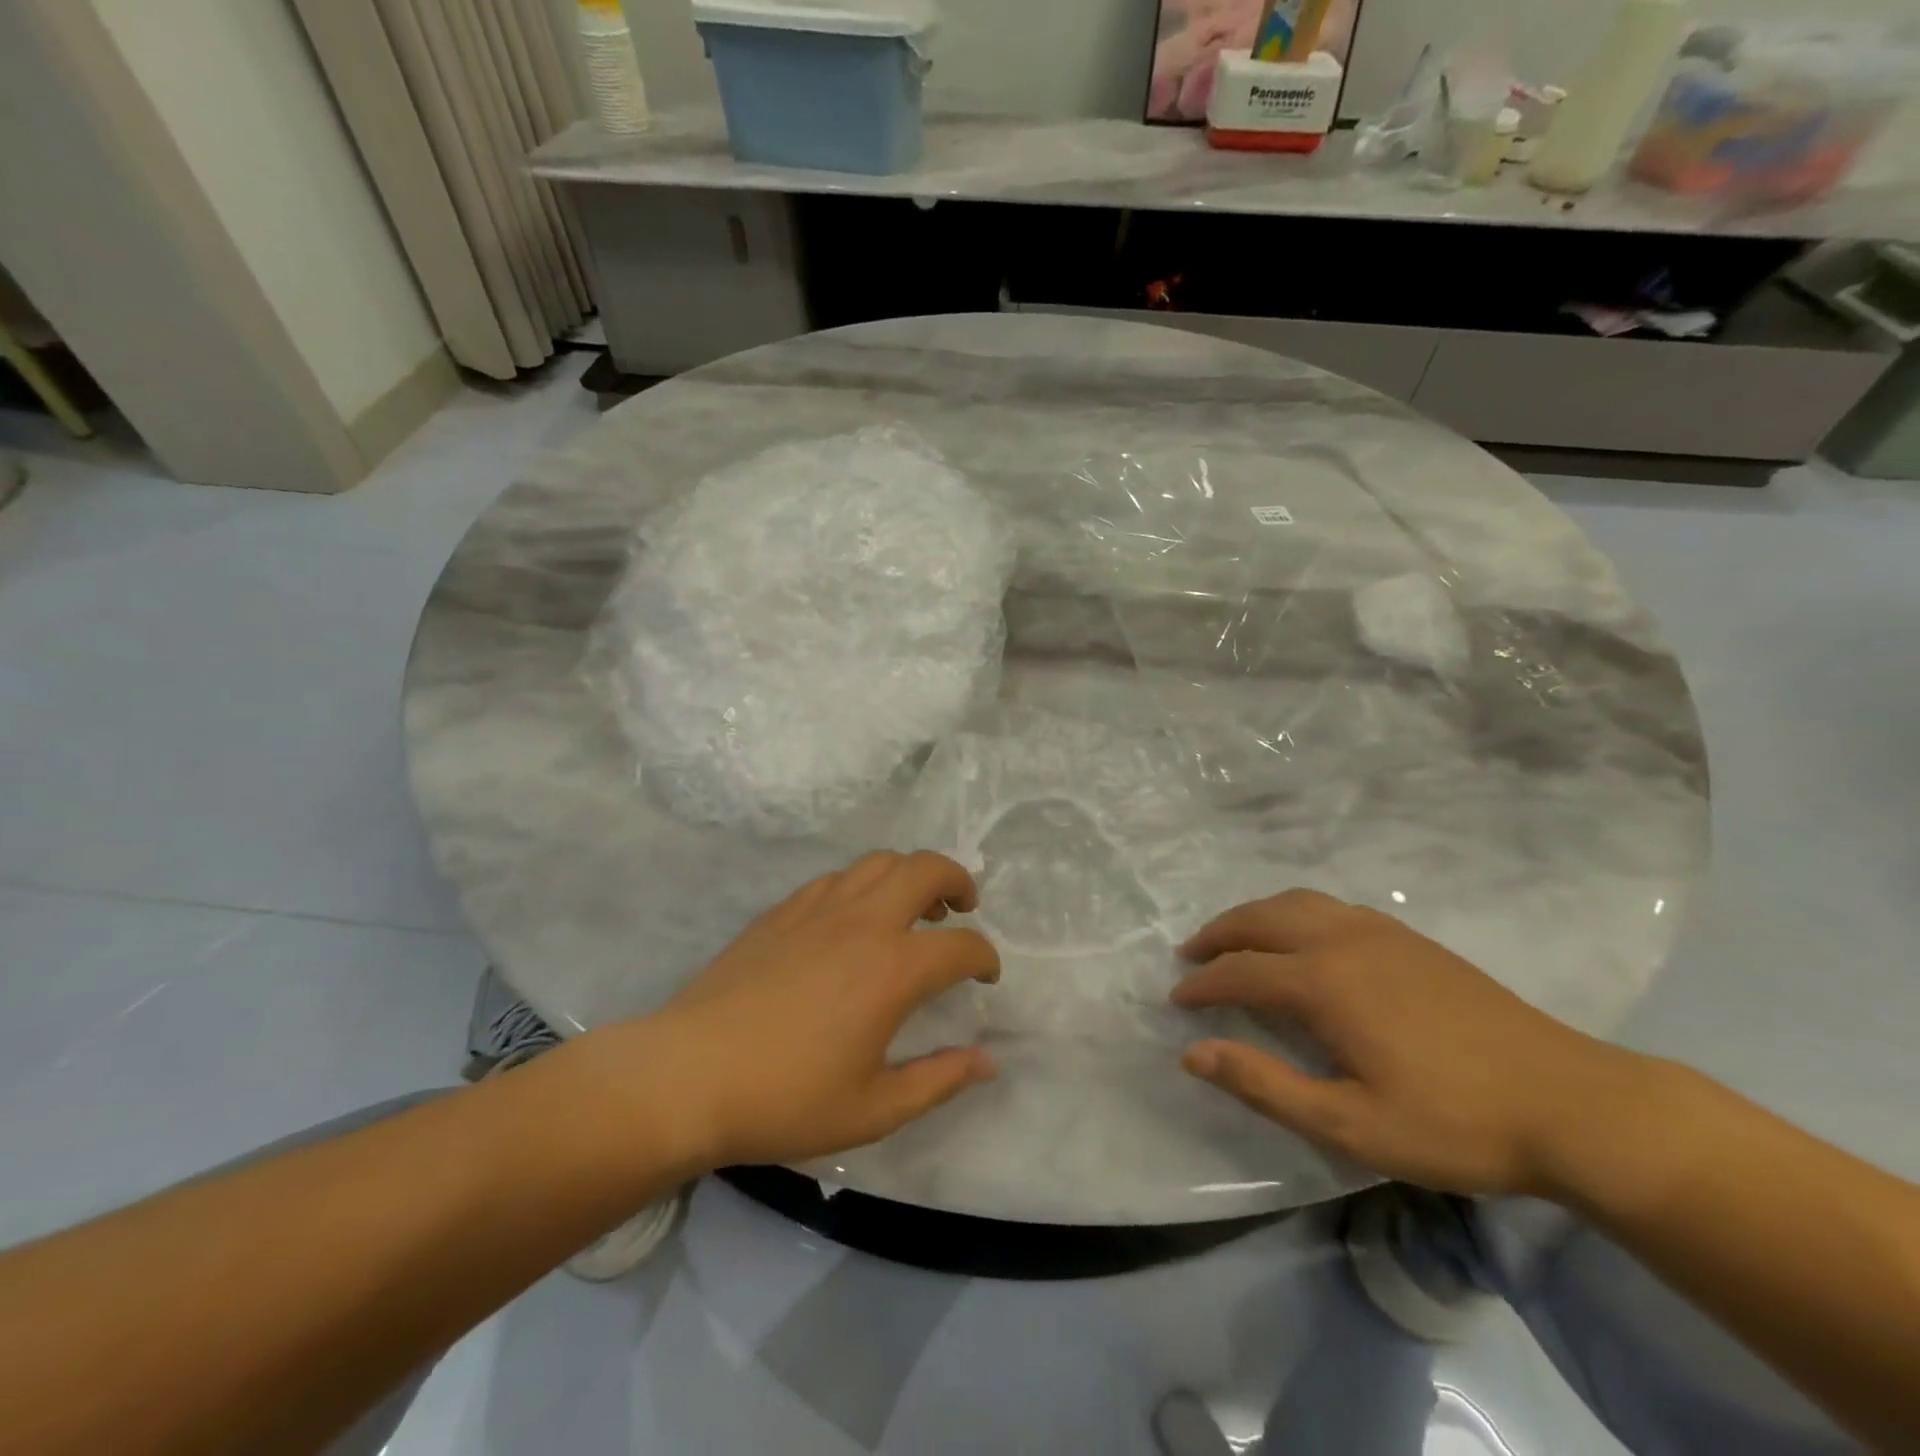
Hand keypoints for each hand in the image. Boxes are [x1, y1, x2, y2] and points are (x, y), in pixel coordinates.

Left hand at [619, 852, 999, 1170]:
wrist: (688, 1077)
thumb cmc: (786, 1099)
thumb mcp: (874, 1109)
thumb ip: (939, 1080)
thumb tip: (988, 1061)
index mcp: (893, 969)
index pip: (962, 946)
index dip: (985, 959)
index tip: (986, 977)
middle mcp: (863, 923)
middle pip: (926, 868)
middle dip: (957, 880)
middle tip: (962, 908)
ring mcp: (818, 909)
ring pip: (879, 862)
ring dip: (909, 875)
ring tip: (912, 907)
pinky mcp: (782, 911)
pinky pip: (836, 878)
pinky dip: (861, 886)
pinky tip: (852, 919)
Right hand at [1171, 889, 1644, 1196]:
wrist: (1572, 1104)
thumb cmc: (1455, 1123)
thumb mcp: (1350, 1125)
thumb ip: (1264, 1085)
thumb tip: (1193, 1054)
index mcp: (1323, 982)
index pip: (1240, 971)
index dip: (1201, 985)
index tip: (1176, 1000)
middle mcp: (1343, 940)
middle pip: (1261, 919)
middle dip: (1218, 934)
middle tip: (1191, 955)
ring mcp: (1380, 932)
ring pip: (1296, 902)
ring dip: (1255, 916)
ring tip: (1236, 938)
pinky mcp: (1410, 939)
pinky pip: (1331, 906)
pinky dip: (1295, 912)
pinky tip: (1303, 939)